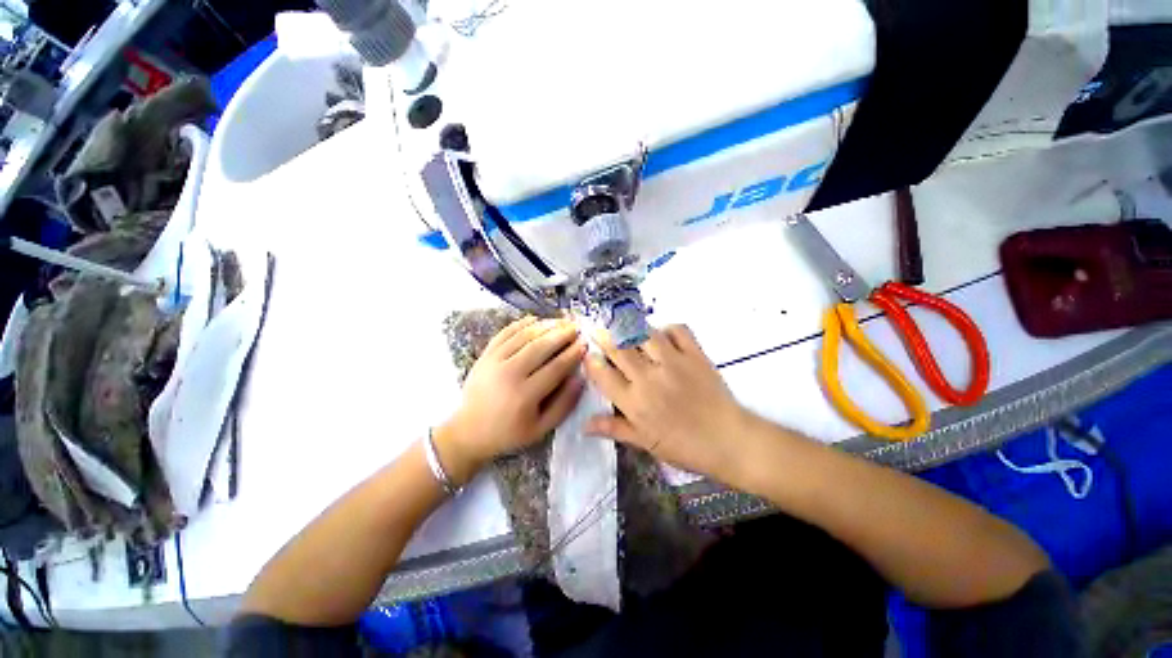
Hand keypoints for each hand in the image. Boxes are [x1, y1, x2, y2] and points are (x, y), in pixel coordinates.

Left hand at [436, 316, 586, 484]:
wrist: (469, 431)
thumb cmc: (509, 433)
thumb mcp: (541, 429)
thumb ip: (563, 405)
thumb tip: (580, 378)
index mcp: (524, 396)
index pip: (555, 368)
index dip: (572, 354)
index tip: (584, 343)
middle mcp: (508, 374)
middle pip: (540, 347)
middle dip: (562, 334)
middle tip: (576, 327)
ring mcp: (494, 361)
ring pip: (524, 336)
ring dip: (545, 325)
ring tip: (561, 321)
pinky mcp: (485, 355)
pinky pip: (505, 333)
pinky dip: (521, 323)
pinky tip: (535, 319)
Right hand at [584, 325, 752, 484]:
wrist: (729, 440)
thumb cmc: (685, 447)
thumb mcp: (646, 443)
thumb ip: (615, 429)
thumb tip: (584, 425)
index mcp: (634, 402)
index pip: (603, 375)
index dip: (591, 361)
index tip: (588, 354)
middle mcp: (648, 377)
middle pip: (619, 349)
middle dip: (604, 336)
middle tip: (598, 330)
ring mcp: (672, 362)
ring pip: (644, 335)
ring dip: (631, 328)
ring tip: (623, 325)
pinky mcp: (695, 354)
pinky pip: (678, 330)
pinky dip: (667, 328)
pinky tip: (662, 334)